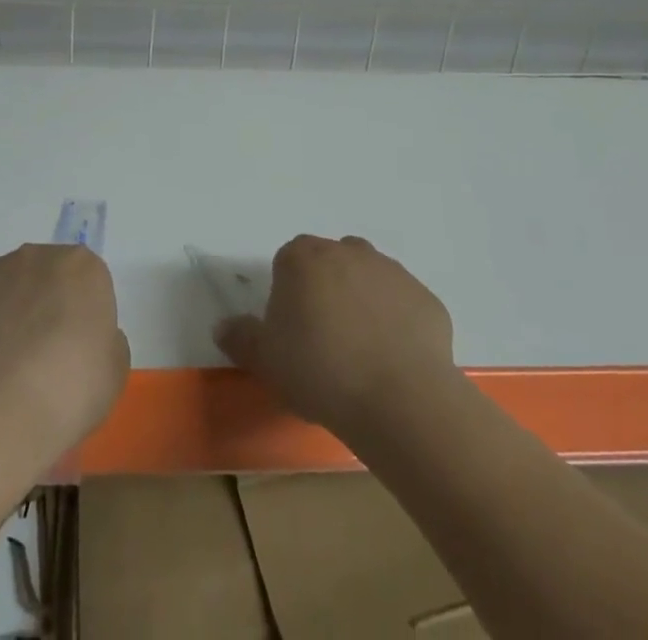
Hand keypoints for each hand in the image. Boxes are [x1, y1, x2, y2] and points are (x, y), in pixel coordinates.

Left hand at [0, 243, 129, 456]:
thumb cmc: (69, 389)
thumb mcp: (113, 372)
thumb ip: (105, 343)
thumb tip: (86, 340)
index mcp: (82, 267)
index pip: (85, 282)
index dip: (78, 318)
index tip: (73, 354)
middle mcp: (35, 256)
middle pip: (41, 278)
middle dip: (38, 309)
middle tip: (36, 362)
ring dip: (1, 318)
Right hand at [214, 235, 457, 440]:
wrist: (400, 398)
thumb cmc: (320, 372)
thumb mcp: (266, 361)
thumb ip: (241, 338)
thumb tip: (222, 326)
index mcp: (302, 257)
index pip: (287, 263)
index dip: (287, 296)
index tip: (291, 332)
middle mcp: (346, 250)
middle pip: (328, 263)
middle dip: (325, 292)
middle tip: (324, 342)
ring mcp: (390, 270)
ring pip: (367, 278)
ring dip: (362, 303)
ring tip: (361, 353)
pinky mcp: (424, 296)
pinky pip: (402, 305)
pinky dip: (396, 323)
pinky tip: (393, 361)